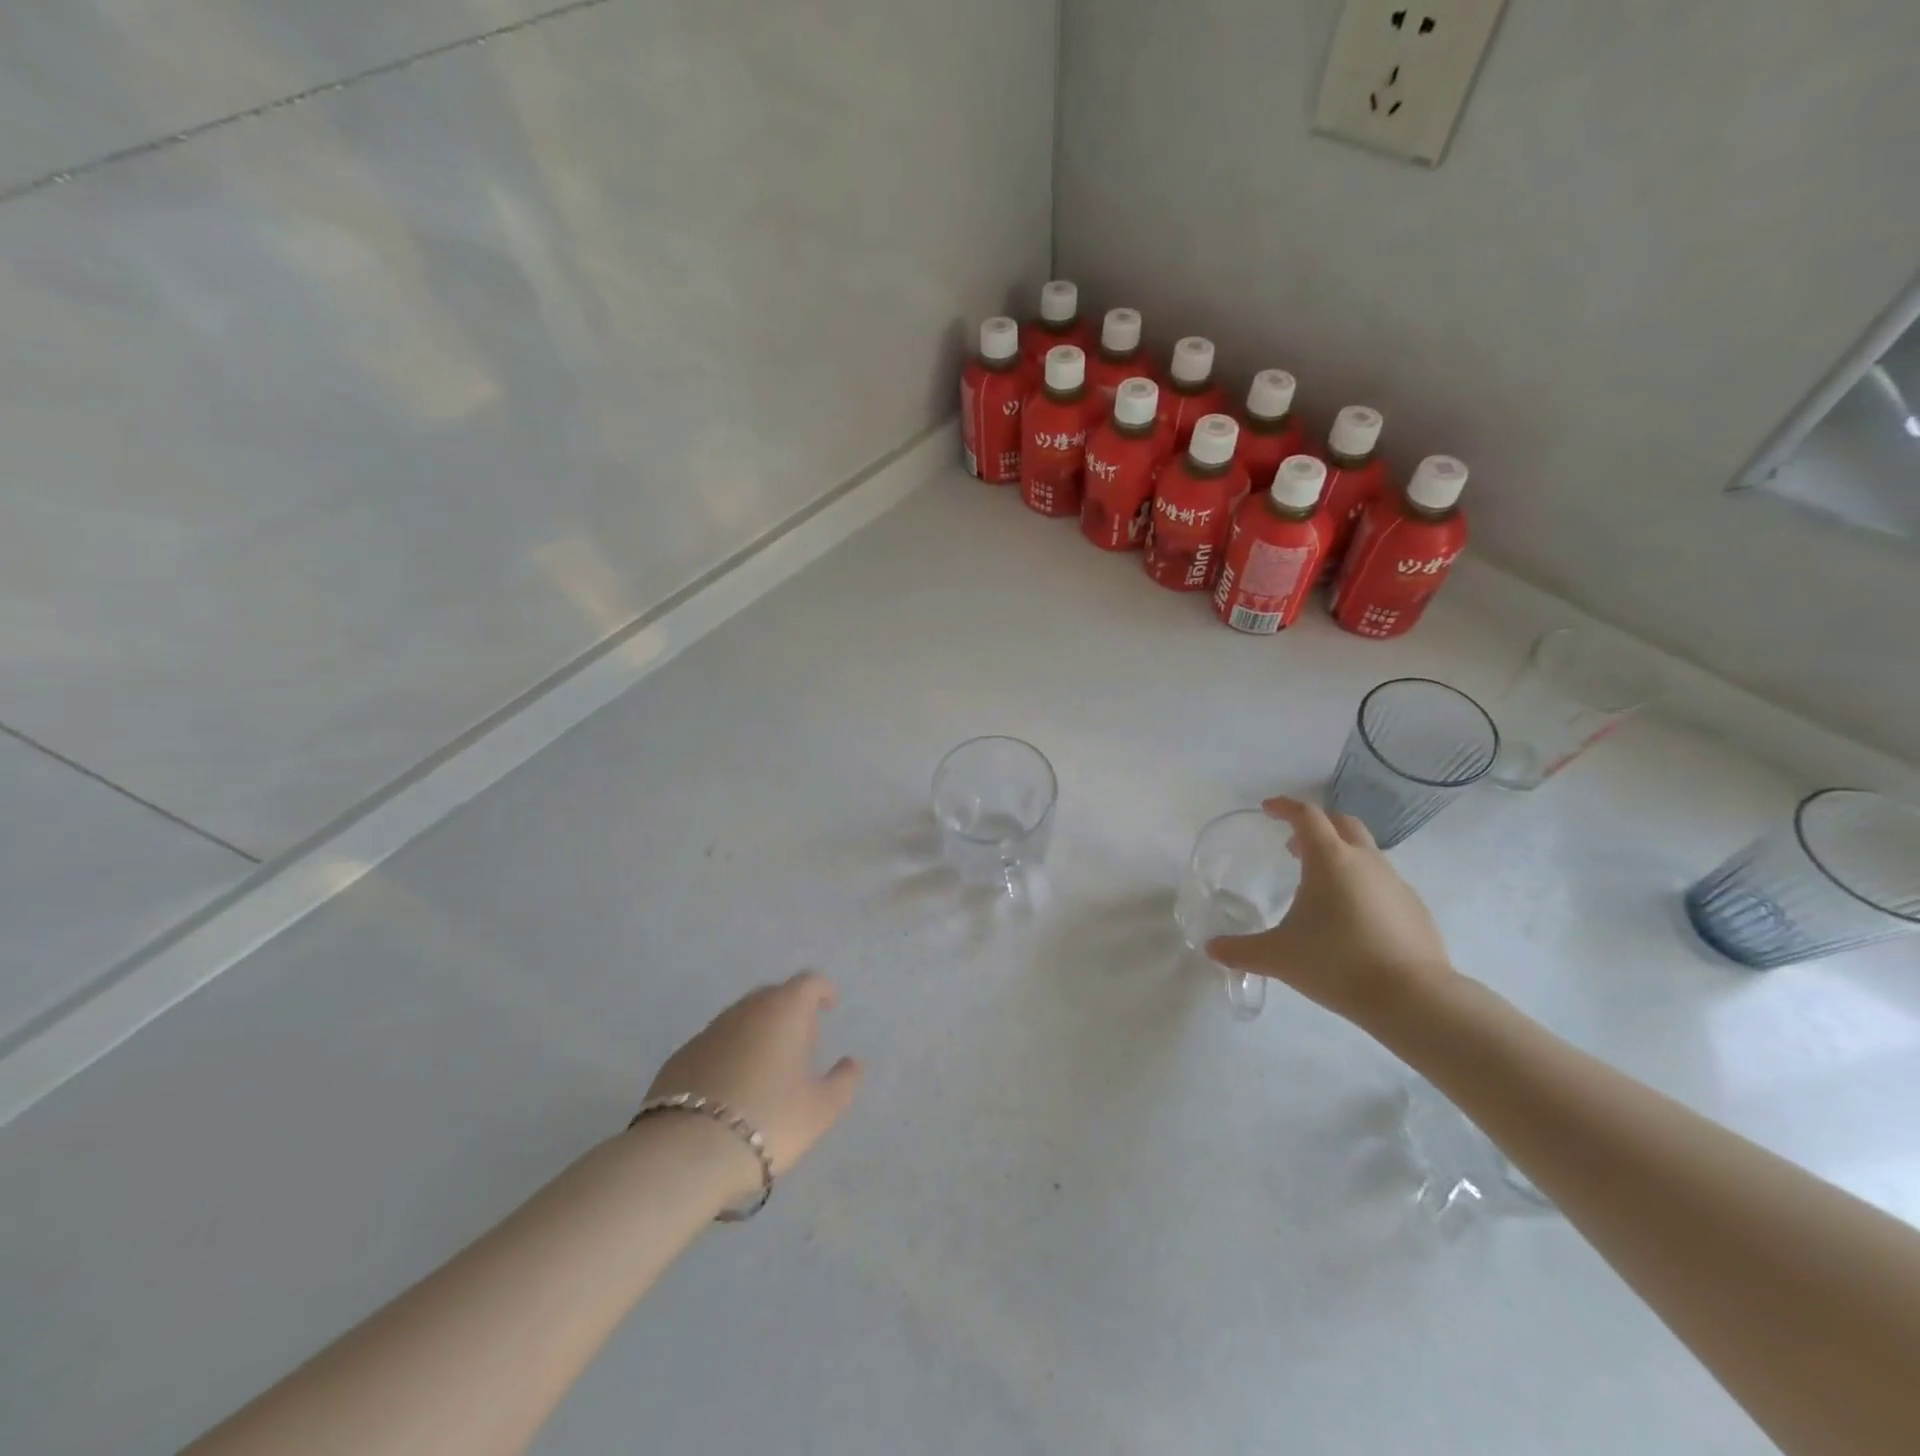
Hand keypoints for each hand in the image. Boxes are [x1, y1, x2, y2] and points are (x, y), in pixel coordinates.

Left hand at [644, 973, 861, 1182]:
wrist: (686, 1153)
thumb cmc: (768, 1121)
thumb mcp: (821, 1109)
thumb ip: (844, 1082)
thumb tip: (852, 1063)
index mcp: (783, 1010)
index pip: (808, 982)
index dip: (823, 991)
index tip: (829, 1008)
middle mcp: (745, 1010)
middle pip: (773, 996)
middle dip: (790, 1011)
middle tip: (801, 1043)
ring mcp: (708, 1031)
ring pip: (741, 1019)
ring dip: (758, 1032)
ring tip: (767, 1069)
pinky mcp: (680, 1057)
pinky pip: (715, 1044)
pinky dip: (730, 1054)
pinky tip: (731, 1088)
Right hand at [1207, 797, 1456, 1025]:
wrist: (1414, 999)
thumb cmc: (1337, 964)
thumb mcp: (1278, 957)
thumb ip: (1241, 950)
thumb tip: (1212, 949)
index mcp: (1330, 860)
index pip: (1307, 815)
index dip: (1285, 807)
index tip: (1268, 809)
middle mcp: (1365, 861)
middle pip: (1342, 823)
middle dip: (1316, 825)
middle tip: (1292, 845)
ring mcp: (1396, 883)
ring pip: (1366, 852)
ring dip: (1340, 856)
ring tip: (1319, 886)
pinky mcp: (1414, 908)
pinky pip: (1383, 882)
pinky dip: (1361, 884)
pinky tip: (1350, 918)